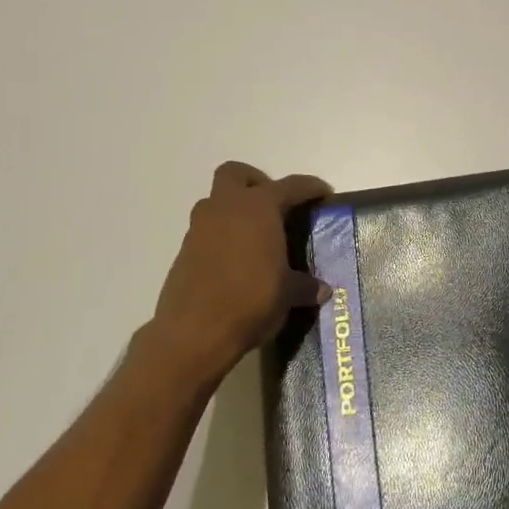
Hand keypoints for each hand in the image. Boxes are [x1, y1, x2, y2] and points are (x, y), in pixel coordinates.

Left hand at [145, 162, 331, 383]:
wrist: (193, 334)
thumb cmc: (251, 300)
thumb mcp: (288, 294)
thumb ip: (305, 286)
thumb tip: (321, 290)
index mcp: (259, 207)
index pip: (291, 186)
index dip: (310, 188)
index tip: (324, 194)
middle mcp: (227, 207)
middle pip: (236, 174)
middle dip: (256, 183)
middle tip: (275, 207)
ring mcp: (200, 228)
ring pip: (216, 201)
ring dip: (234, 210)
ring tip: (255, 237)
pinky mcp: (184, 251)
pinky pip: (206, 231)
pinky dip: (221, 237)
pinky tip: (236, 263)